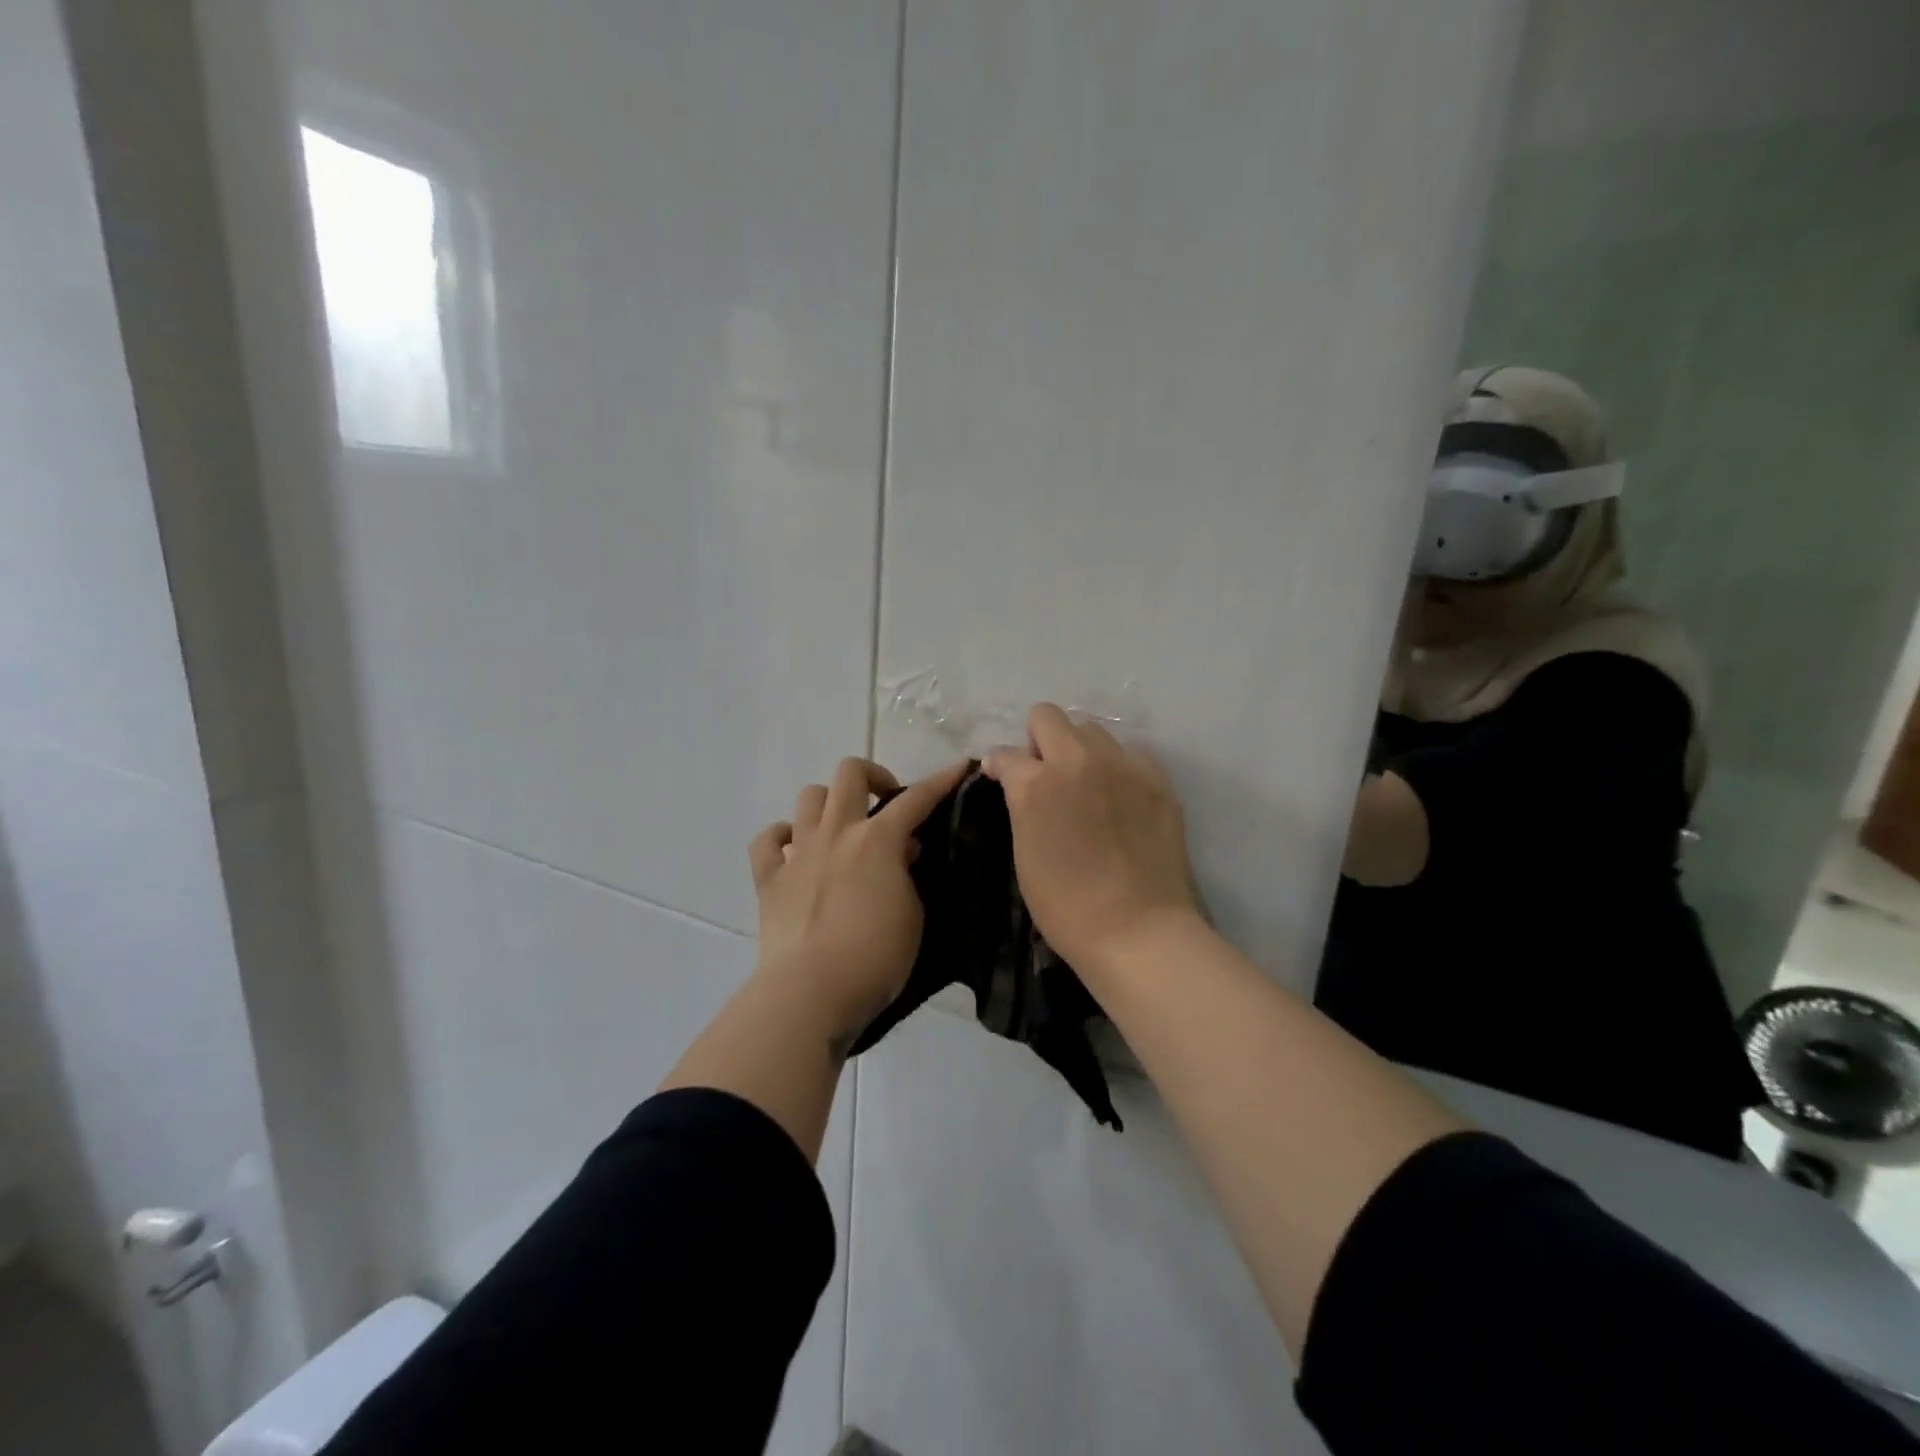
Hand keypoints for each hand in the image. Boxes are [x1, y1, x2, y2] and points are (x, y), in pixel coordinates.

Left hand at [749, 756, 968, 1046]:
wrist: (811, 991)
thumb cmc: (875, 957)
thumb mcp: (912, 915)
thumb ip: (907, 876)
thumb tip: (900, 853)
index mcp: (878, 840)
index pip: (916, 799)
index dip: (941, 780)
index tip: (959, 767)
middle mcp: (836, 832)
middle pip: (850, 773)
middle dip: (873, 776)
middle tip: (886, 804)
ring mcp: (798, 851)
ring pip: (809, 796)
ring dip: (829, 803)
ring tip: (842, 829)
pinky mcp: (769, 877)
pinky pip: (767, 839)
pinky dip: (782, 837)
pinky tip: (794, 851)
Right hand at [984, 704, 1200, 973]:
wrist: (1138, 931)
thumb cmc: (1067, 907)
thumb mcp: (1024, 854)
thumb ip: (1021, 807)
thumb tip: (1018, 783)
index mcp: (1035, 784)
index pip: (1004, 754)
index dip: (1000, 767)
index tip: (1002, 779)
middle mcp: (1077, 761)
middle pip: (1047, 715)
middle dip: (1037, 739)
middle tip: (1045, 774)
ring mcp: (1121, 765)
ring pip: (1092, 728)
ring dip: (1079, 749)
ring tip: (1086, 785)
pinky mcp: (1156, 779)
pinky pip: (1130, 752)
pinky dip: (1118, 766)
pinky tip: (1120, 797)